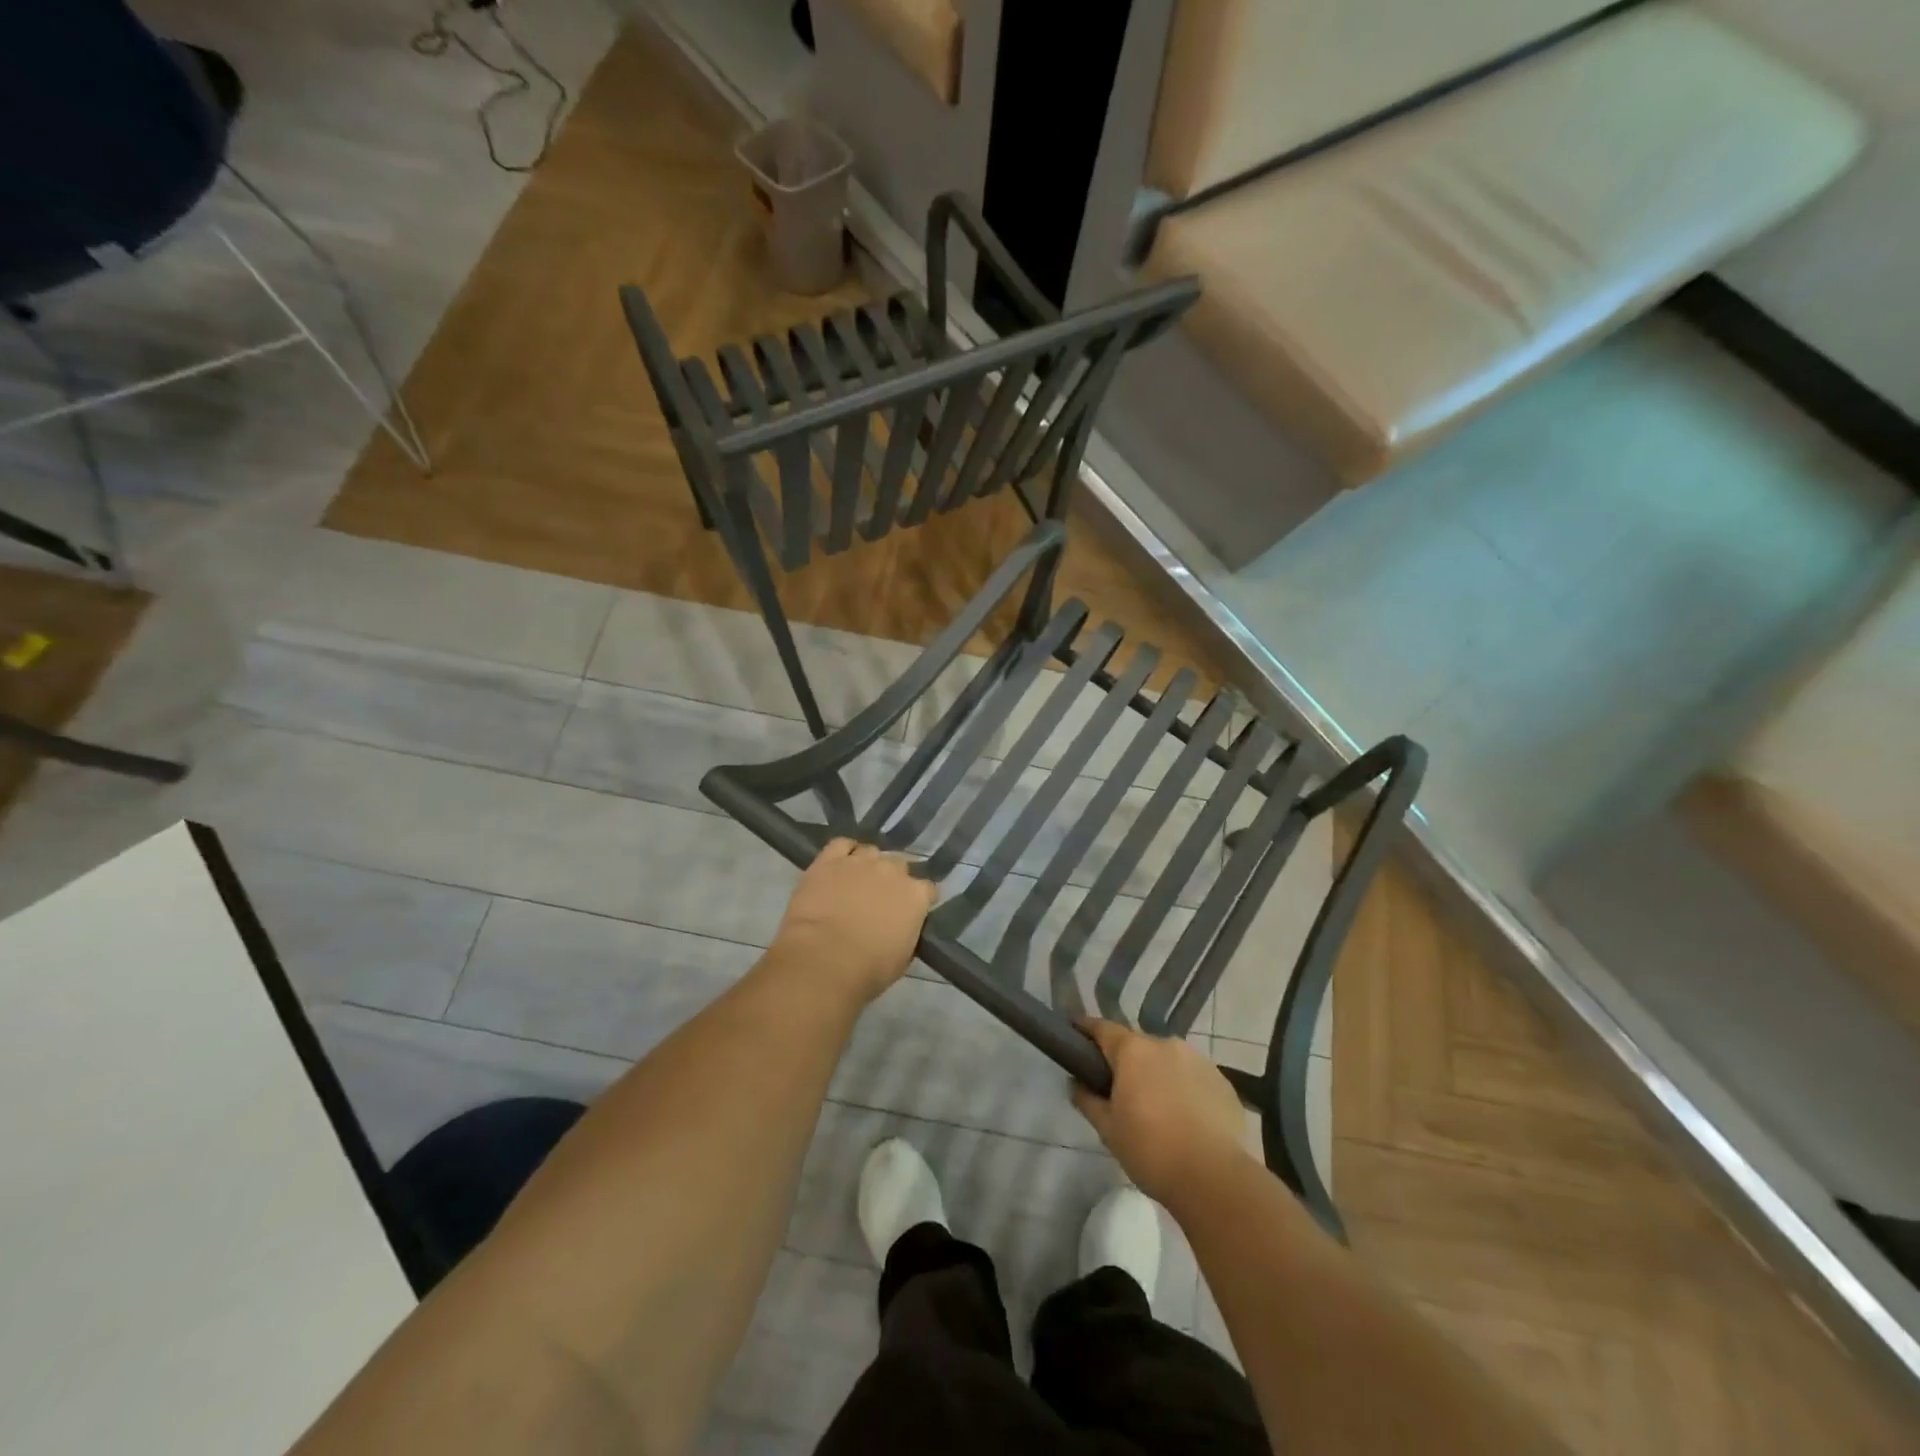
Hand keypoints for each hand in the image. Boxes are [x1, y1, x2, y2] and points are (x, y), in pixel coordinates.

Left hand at [769, 838, 934, 1004]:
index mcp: (915, 895)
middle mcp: (892, 870)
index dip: (920, 900)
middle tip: (881, 899)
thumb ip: (907, 933)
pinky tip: (840, 864)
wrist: (823, 959)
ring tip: (858, 881)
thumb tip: (902, 928)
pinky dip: (843, 851)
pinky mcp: (829, 860)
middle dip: (893, 879)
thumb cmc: (868, 970)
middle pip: (900, 865)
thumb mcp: (902, 958)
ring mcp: (860, 861)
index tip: (912, 912)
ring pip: (871, 852)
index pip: (928, 889)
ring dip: (868, 865)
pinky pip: (841, 844)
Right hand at [1070, 1019, 1251, 1204]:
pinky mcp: (1223, 1082)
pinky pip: (1193, 1077)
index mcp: (1133, 1051)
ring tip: (1156, 1107)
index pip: (1102, 1028)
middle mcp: (1165, 1044)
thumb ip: (1087, 1100)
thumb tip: (1076, 1083)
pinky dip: (1184, 1089)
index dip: (1086, 1029)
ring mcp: (1198, 1060)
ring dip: (1157, 1074)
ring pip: (1168, 1060)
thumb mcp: (1108, 1130)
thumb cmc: (1151, 1150)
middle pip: (1137, 1045)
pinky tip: (1185, 1118)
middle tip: (1119, 1089)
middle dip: (1126, 1061)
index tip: (1076, 1034)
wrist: (1215, 1179)